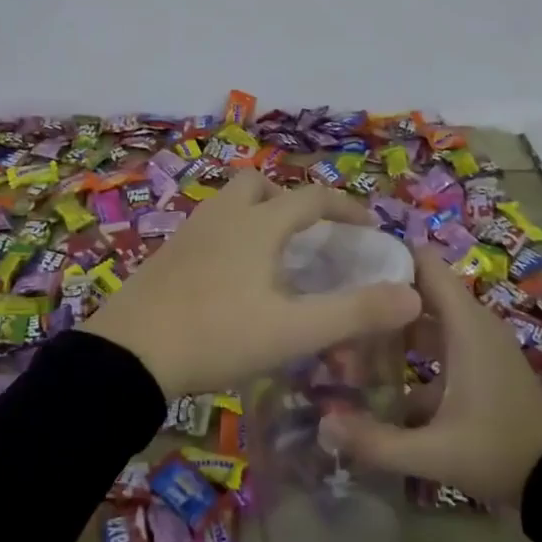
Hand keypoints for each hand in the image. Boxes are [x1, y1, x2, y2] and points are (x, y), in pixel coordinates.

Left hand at [82, 170, 421, 397]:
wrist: (128, 355)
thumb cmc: (217, 336)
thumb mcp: (293, 331)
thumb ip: (355, 313)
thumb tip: (413, 295)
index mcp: (257, 225)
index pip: (312, 197)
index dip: (346, 206)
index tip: (367, 227)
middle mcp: (222, 216)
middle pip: (260, 185)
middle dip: (290, 202)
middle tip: (309, 238)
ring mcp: (189, 233)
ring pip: (230, 205)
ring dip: (257, 217)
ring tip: (274, 258)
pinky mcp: (166, 255)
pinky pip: (208, 229)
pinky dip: (230, 238)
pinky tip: (232, 279)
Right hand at [318, 243, 541, 500]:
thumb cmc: (498, 452)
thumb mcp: (434, 453)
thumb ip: (376, 442)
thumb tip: (323, 425)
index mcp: (465, 325)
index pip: (424, 263)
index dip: (386, 255)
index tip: (344, 263)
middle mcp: (472, 324)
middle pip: (419, 289)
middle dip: (380, 293)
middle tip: (336, 303)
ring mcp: (478, 344)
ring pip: (427, 318)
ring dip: (393, 325)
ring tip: (348, 336)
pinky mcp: (481, 365)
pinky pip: (439, 342)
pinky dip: (411, 350)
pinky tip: (379, 375)